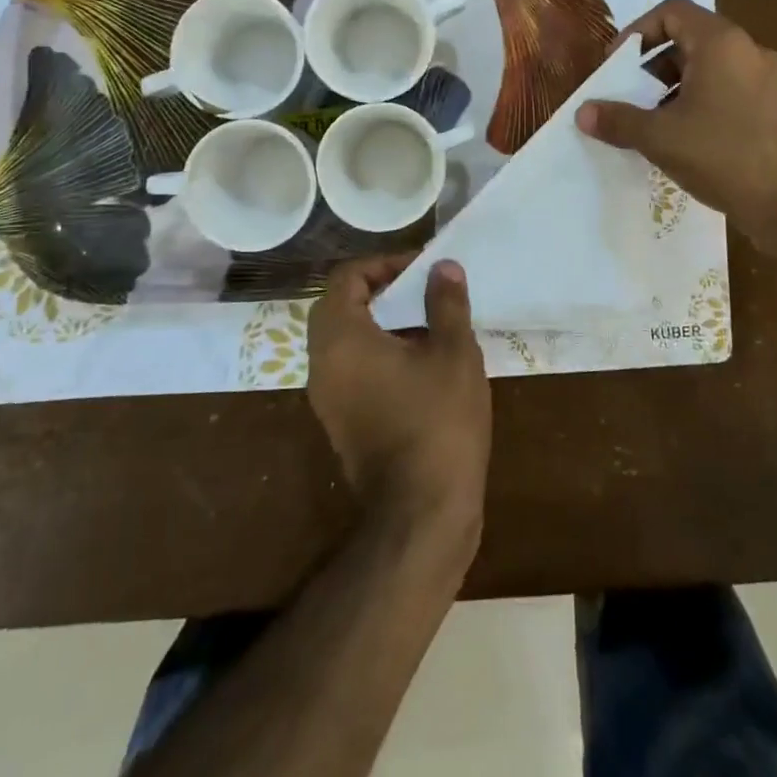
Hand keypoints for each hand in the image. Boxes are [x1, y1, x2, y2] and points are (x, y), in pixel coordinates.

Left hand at [306, 256, 490, 537]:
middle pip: (338, 305)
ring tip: (426, 322)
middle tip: (421, 291)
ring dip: (378, 321)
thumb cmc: (439, 421)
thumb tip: (442, 267)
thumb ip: (446, 302)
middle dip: (379, 289)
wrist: (422, 512)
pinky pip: (349, 368)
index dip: (384, 264)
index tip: (421, 270)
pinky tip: (419, 362)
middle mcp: (322, 363)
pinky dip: (375, 351)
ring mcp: (326, 397)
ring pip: (343, 338)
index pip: (346, 278)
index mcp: (341, 338)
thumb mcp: (454, 352)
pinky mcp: (339, 421)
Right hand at [576, 0, 776, 260]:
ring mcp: (771, 79)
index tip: (618, 64)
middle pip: (691, 39)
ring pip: (712, 68)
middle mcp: (750, 50)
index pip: (672, 11)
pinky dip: (704, 103)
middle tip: (632, 98)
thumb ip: (619, 120)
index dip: (637, 31)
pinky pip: (732, 90)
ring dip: (677, 87)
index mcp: (721, 44)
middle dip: (653, 66)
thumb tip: (583, 112)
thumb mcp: (661, 138)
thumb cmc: (725, 158)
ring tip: (656, 124)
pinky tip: (690, 142)